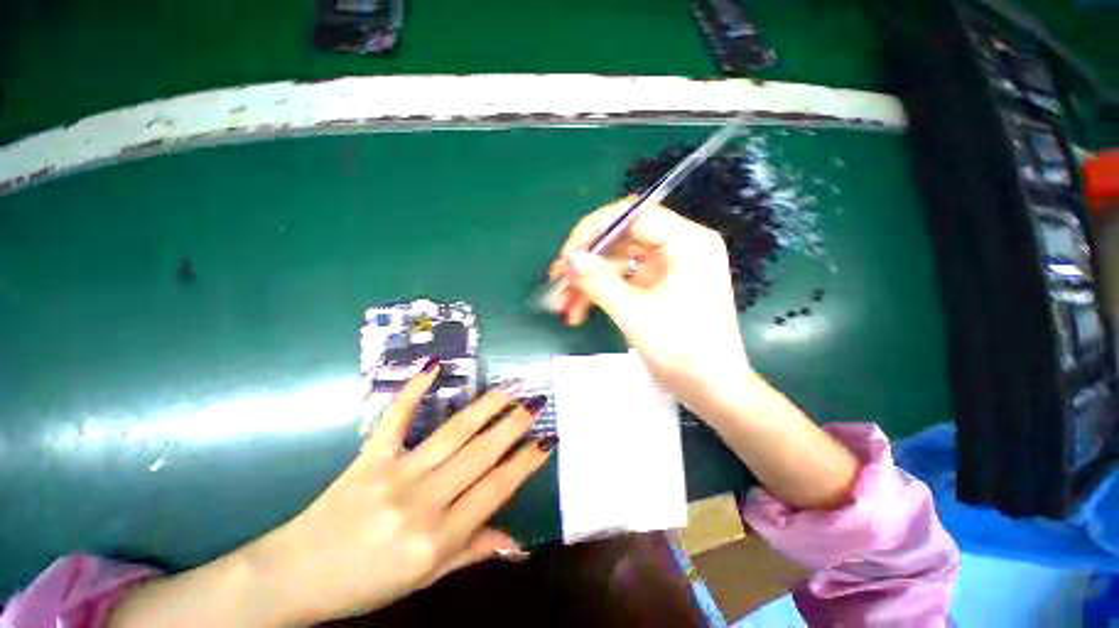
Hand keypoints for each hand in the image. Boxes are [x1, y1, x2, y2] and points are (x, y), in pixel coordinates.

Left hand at [109, 365, 552, 626]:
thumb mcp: (426, 579)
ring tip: (510, 387)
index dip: (525, 462)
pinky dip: (415, 390)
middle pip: (480, 454)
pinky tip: (434, 366)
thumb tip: (517, 544)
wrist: (294, 579)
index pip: (496, 489)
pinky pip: (396, 417)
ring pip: (453, 433)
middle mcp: (423, 501)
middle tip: (536, 402)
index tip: (546, 439)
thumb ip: (473, 552)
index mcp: (438, 539)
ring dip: (486, 407)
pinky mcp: (369, 457)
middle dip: (514, 425)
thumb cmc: (365, 584)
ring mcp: (395, 474)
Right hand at [550, 197, 752, 411]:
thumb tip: (570, 258)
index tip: (566, 257)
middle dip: (587, 263)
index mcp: (687, 242)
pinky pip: (624, 280)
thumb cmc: (682, 351)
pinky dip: (602, 294)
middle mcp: (679, 246)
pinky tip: (580, 313)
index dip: (594, 231)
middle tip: (558, 284)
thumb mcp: (634, 315)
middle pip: (621, 239)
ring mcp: (668, 267)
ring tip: (564, 308)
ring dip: (589, 283)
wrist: (712, 390)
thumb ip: (599, 281)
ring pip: (617, 262)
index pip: (632, 215)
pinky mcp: (659, 286)